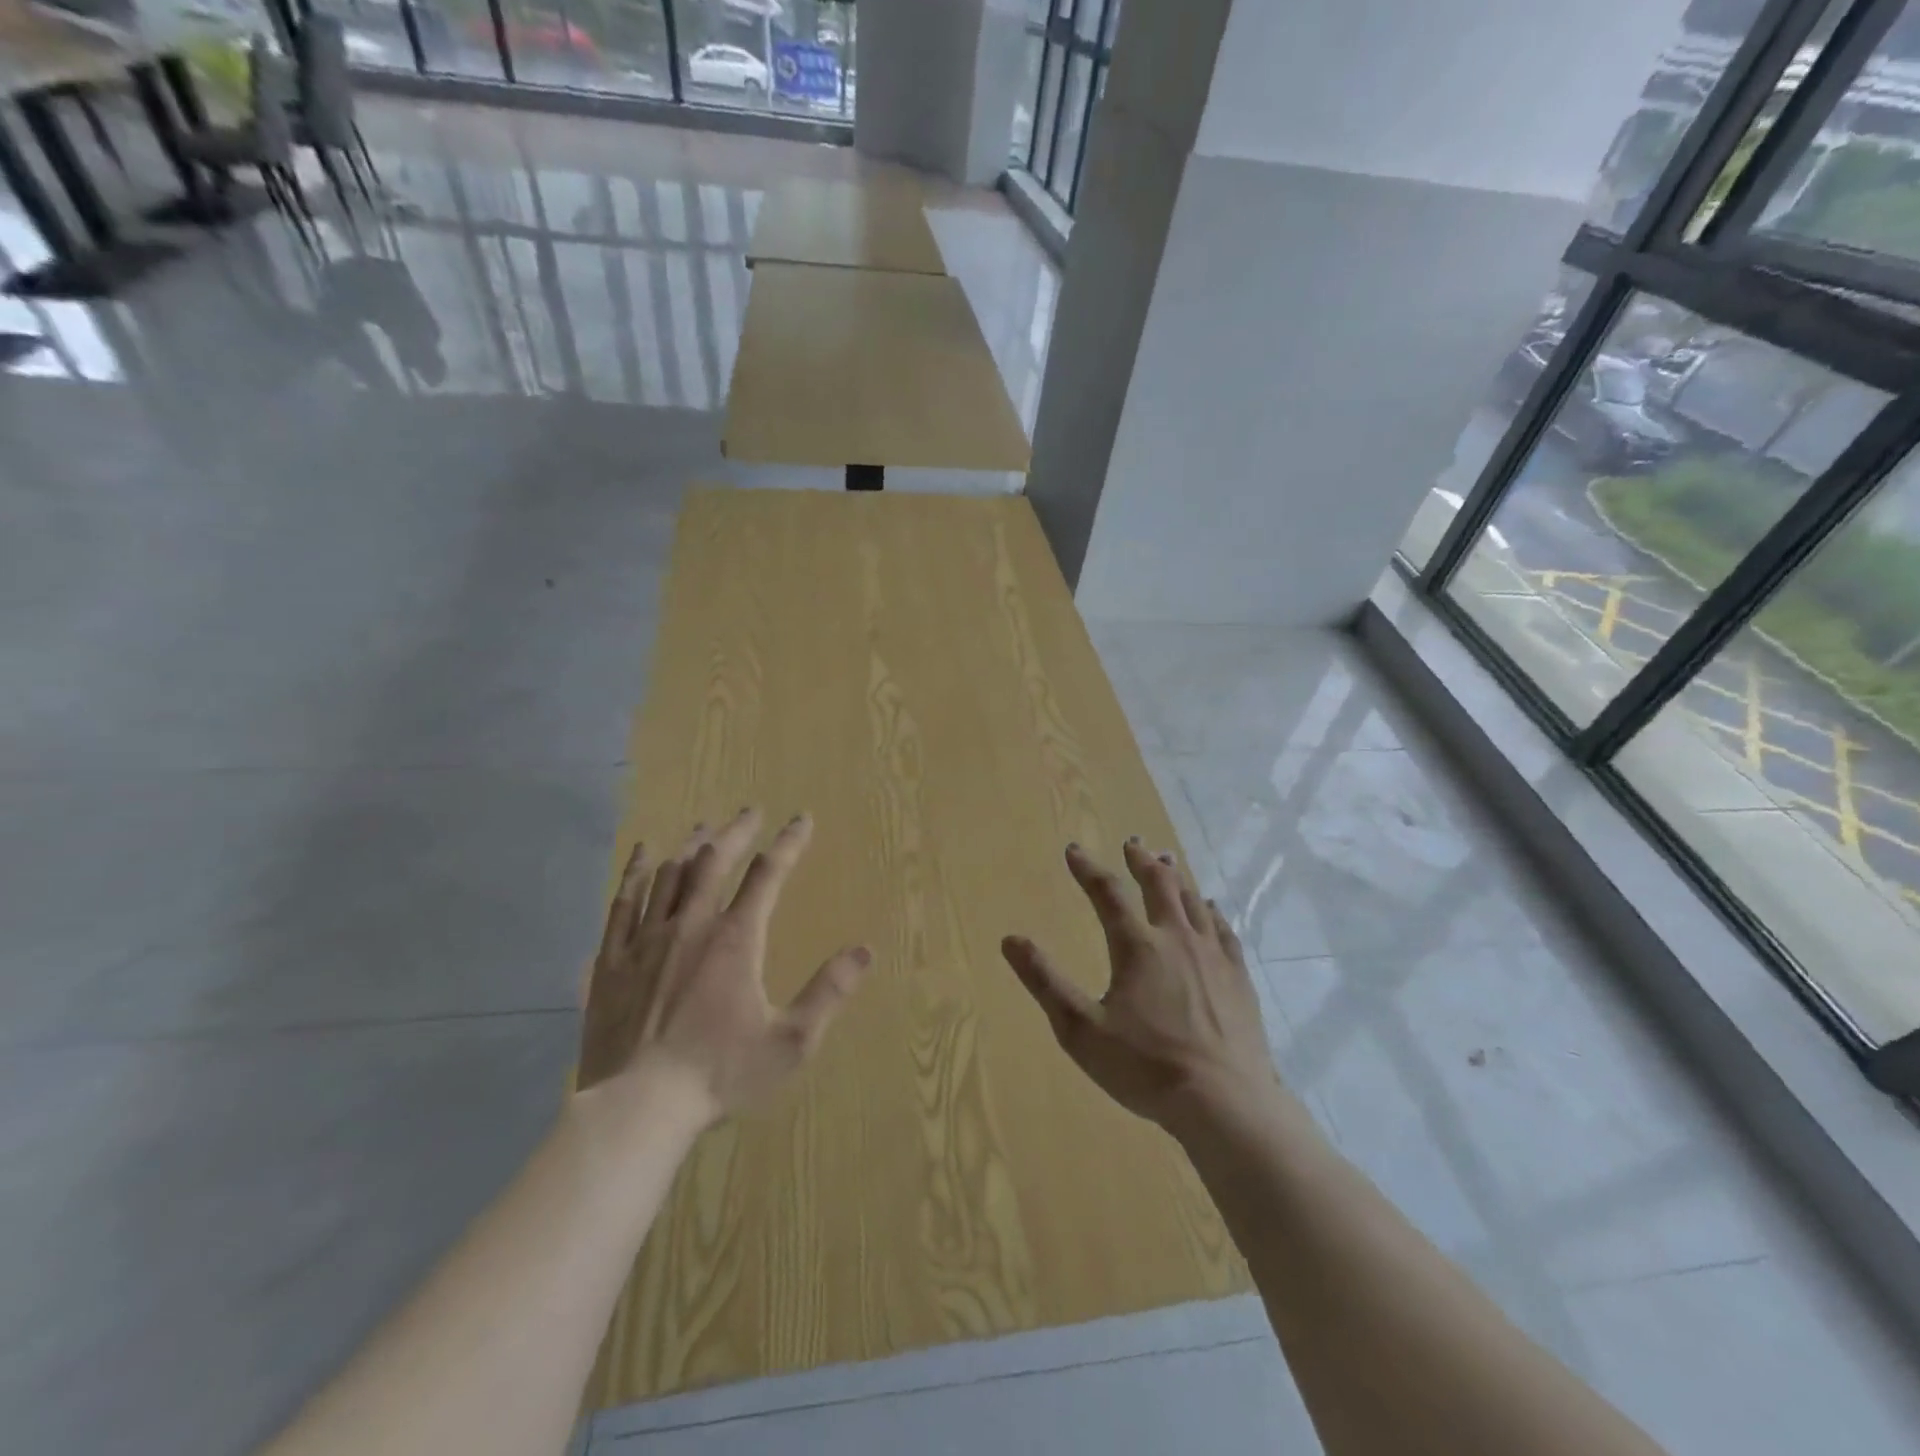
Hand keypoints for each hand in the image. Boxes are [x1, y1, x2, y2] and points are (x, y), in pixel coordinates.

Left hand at [578, 808, 870, 1129]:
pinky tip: (644, 854)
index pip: (768, 875)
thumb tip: (865, 950)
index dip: (788, 843)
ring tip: (705, 826)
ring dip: (692, 845)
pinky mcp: (613, 959)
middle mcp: (690, 925)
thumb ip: (828, 992)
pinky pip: (623, 901)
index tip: (801, 819)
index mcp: (735, 939)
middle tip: (751, 811)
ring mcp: (646, 939)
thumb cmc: (719, 1073)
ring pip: (670, 874)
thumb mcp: (790, 1041)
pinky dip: (637, 871)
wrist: (637, 1107)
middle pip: (714, 861)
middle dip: (737, 832)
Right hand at [1002, 840, 1278, 1128]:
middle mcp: (1176, 939)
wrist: (1224, 1102)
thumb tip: (1010, 940)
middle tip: (1133, 843)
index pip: (1107, 894)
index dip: (1087, 869)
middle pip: (1159, 885)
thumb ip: (1045, 982)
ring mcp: (1212, 956)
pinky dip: (1211, 912)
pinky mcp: (1238, 978)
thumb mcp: (1081, 1030)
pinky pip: (1223, 931)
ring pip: (1193, 902)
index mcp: (1136, 947)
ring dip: (1176, 878)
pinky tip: (1211, 909)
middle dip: (1141, 861)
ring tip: (1168, 862)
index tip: (1073, 849)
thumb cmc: (1145, 1067)